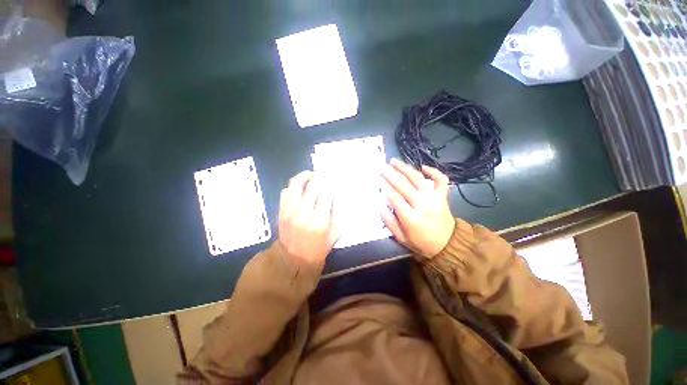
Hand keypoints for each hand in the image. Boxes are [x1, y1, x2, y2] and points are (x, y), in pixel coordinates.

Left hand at [278, 171, 338, 266]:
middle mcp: (303, 213)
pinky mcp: (281, 211)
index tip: (333, 182)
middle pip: (311, 187)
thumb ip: (336, 215)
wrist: (292, 260)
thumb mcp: (334, 235)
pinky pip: (286, 192)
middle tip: (323, 174)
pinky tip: (300, 188)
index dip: (330, 186)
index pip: (325, 195)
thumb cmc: (317, 249)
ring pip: (295, 185)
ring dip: (304, 176)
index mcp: (319, 222)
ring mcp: (290, 211)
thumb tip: (335, 197)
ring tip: (311, 175)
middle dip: (319, 177)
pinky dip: (293, 187)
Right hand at [380, 159, 455, 258]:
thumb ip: (389, 222)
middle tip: (381, 167)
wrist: (448, 245)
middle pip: (404, 185)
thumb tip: (380, 206)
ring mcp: (435, 199)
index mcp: (411, 218)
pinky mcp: (443, 196)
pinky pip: (441, 180)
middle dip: (391, 174)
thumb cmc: (421, 243)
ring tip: (394, 161)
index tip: (378, 179)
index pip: (395, 198)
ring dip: (405, 168)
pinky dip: (434, 171)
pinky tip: (423, 166)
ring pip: (418, 179)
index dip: (385, 187)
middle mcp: (423, 205)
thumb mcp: (401, 238)